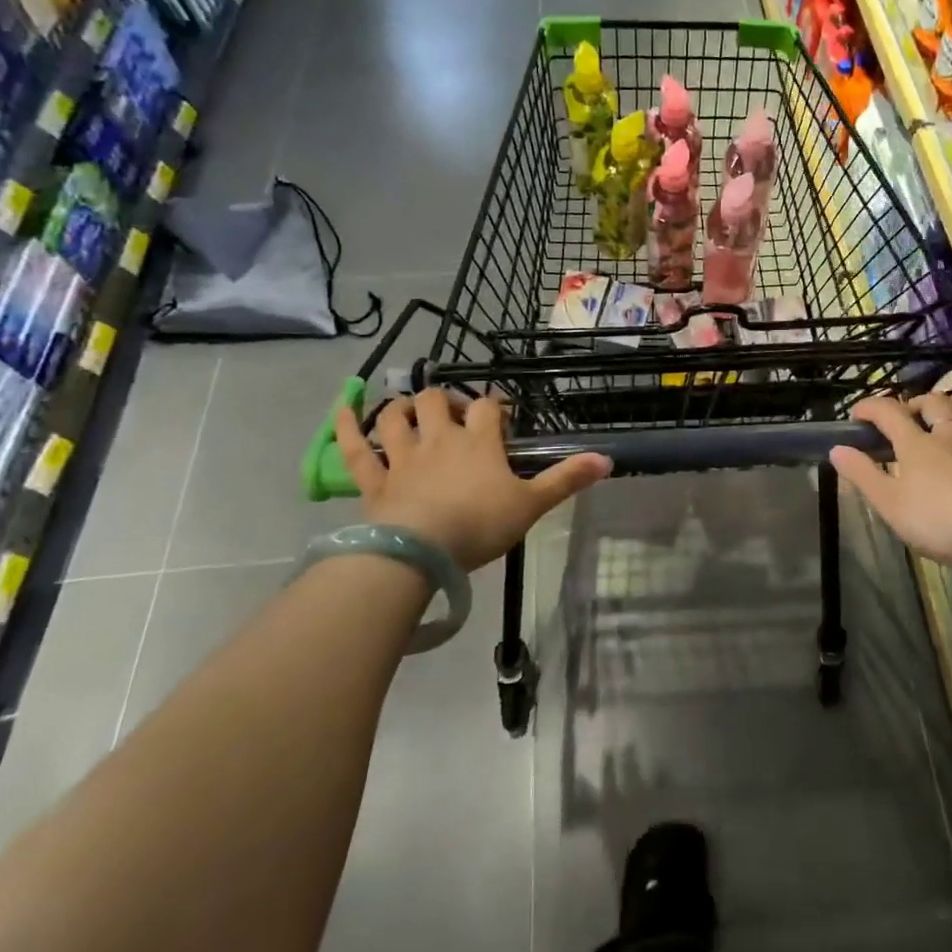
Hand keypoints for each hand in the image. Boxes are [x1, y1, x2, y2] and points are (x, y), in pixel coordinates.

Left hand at [332, 391, 610, 571]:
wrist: (420, 551)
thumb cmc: (480, 525)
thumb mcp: (532, 504)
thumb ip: (567, 480)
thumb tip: (608, 459)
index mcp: (479, 442)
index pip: (490, 407)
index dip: (497, 406)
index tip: (503, 415)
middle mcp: (440, 439)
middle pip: (439, 401)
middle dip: (446, 400)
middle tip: (455, 415)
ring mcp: (403, 456)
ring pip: (397, 417)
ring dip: (402, 407)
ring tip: (410, 409)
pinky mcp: (374, 479)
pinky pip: (356, 448)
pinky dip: (348, 426)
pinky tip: (343, 408)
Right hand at [829, 393, 951, 571]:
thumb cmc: (937, 520)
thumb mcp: (888, 502)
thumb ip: (862, 475)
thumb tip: (837, 449)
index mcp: (917, 446)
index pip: (889, 414)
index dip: (872, 407)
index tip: (858, 413)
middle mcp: (951, 439)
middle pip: (936, 407)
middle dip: (921, 402)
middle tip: (911, 410)